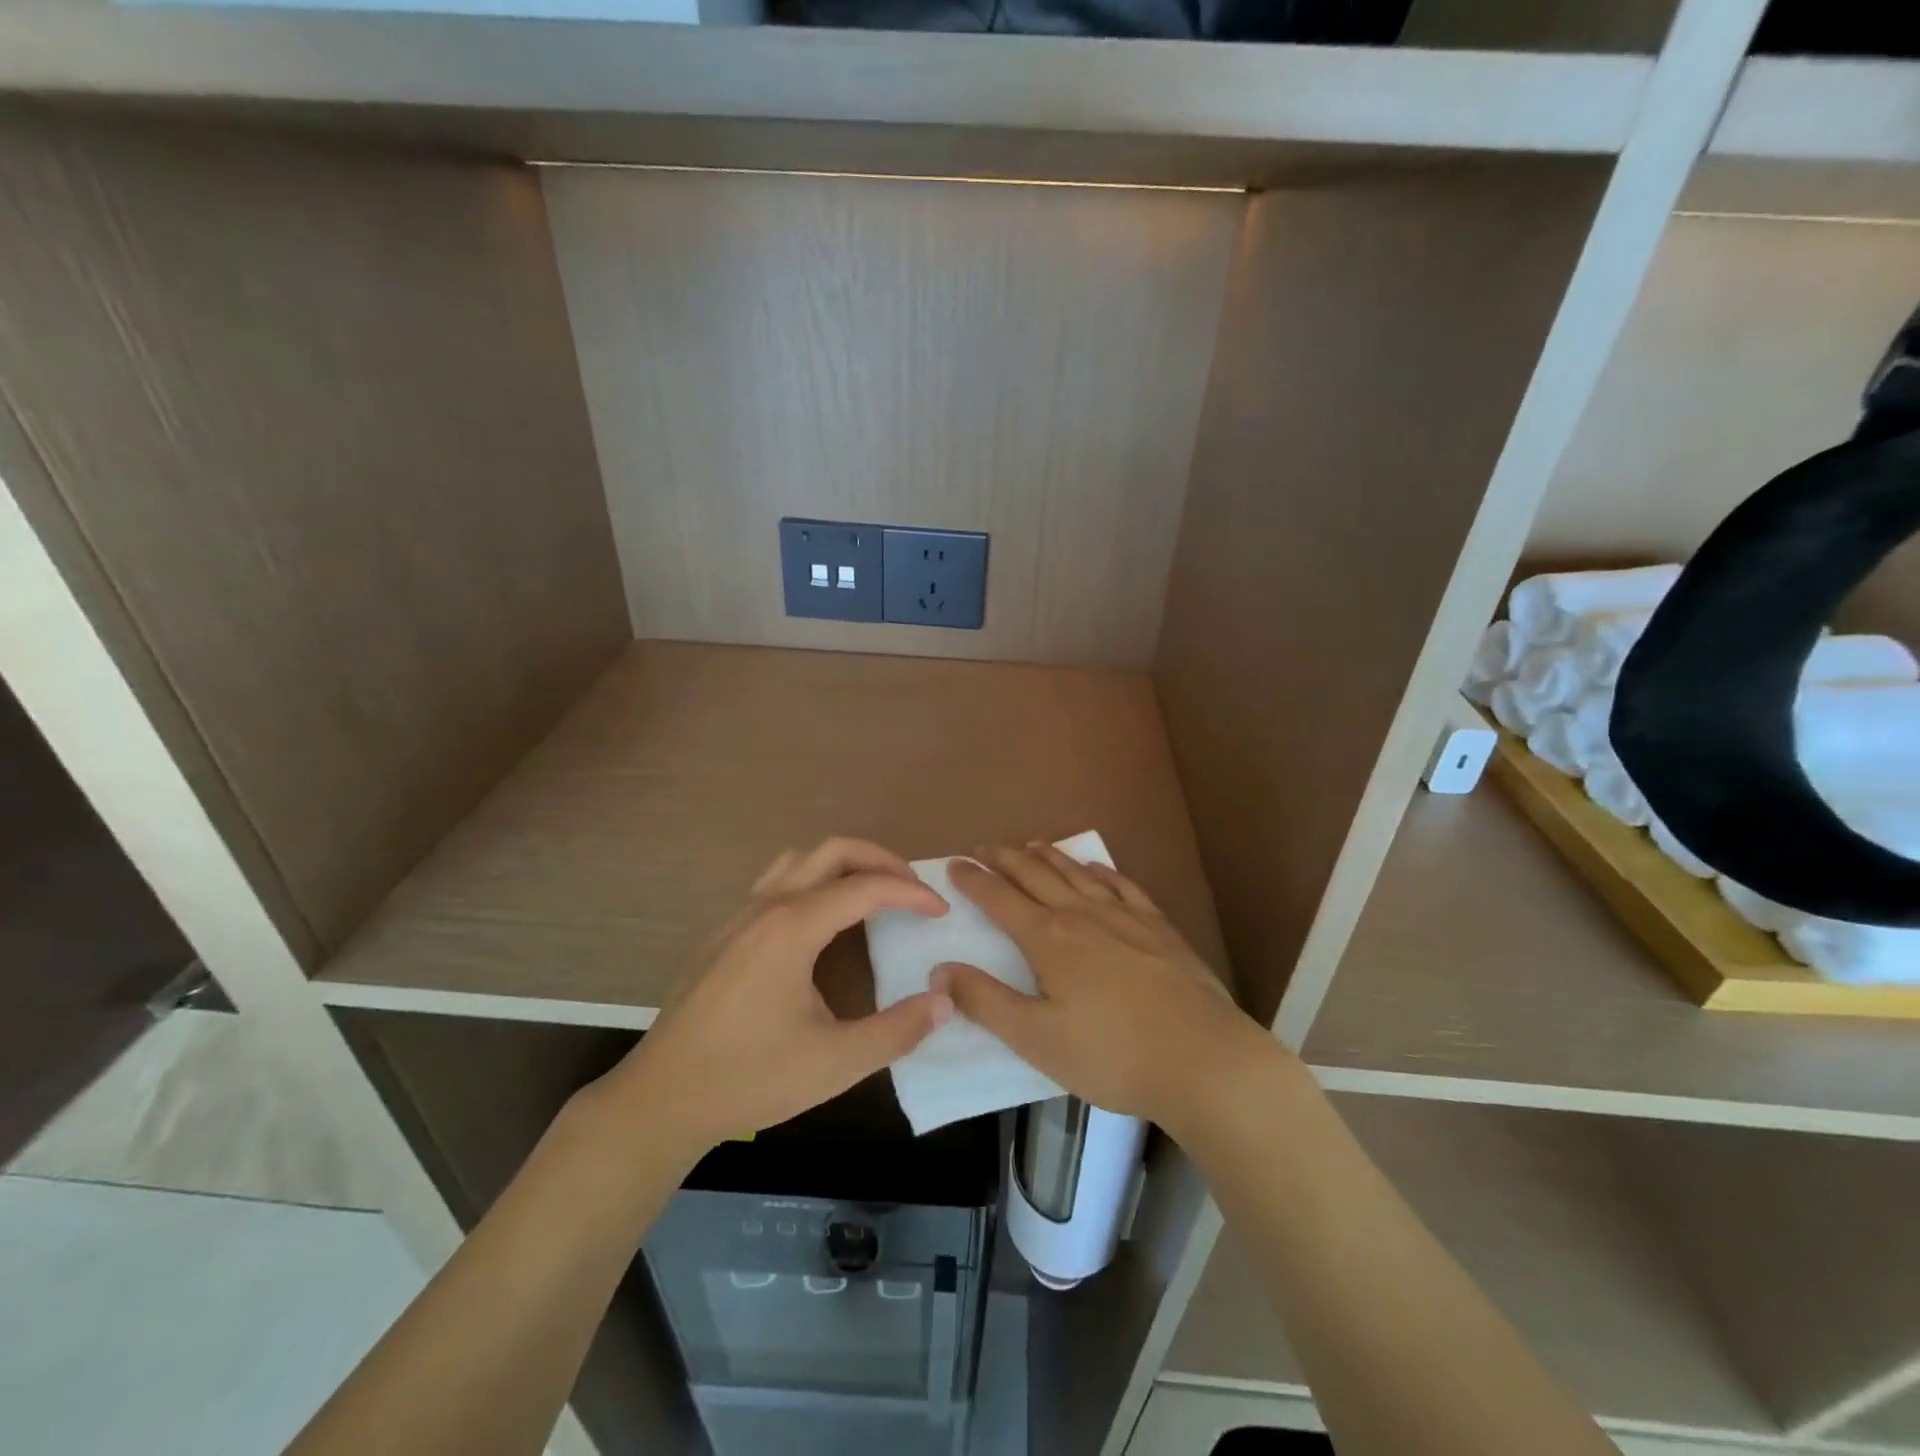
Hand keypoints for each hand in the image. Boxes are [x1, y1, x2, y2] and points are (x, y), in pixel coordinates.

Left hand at [602, 838, 953, 1156]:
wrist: (661, 1099)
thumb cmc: (749, 1077)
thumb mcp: (835, 1063)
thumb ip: (897, 1031)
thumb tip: (945, 1001)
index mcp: (793, 927)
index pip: (866, 887)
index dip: (911, 893)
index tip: (941, 912)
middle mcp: (766, 906)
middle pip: (833, 851)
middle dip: (881, 860)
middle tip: (913, 888)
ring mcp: (740, 916)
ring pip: (800, 859)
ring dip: (844, 864)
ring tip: (874, 894)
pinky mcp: (725, 933)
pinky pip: (778, 882)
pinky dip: (815, 881)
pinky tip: (823, 923)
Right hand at [931, 844, 1271, 1135]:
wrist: (1204, 1059)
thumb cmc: (1112, 1055)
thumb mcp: (1036, 1038)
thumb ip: (985, 1001)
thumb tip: (940, 969)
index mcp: (1049, 939)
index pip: (1000, 898)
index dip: (974, 880)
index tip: (954, 864)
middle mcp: (1083, 914)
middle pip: (1036, 876)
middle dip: (1006, 859)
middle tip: (984, 847)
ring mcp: (1125, 917)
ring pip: (1077, 874)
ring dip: (1049, 857)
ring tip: (1031, 845)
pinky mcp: (1159, 928)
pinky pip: (1123, 886)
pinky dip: (1102, 871)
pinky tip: (1096, 868)